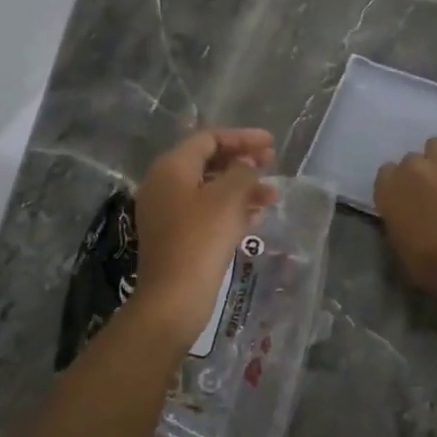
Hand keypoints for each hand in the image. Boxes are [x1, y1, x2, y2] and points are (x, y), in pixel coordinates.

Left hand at [132, 128, 277, 350]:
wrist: (174, 298)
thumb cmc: (201, 238)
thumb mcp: (228, 197)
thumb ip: (242, 171)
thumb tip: (246, 164)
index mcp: (172, 168)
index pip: (209, 139)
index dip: (242, 138)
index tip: (271, 143)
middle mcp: (164, 185)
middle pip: (208, 162)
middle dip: (243, 161)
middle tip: (272, 163)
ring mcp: (168, 212)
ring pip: (210, 189)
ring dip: (242, 187)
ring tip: (273, 195)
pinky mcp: (176, 237)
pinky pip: (207, 212)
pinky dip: (231, 209)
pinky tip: (256, 216)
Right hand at [374, 138, 436, 298]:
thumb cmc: (426, 259)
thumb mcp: (399, 241)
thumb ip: (398, 217)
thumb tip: (407, 215)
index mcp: (388, 187)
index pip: (385, 173)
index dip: (397, 184)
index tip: (405, 198)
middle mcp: (411, 167)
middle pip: (411, 159)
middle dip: (419, 172)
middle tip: (430, 192)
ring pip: (436, 144)